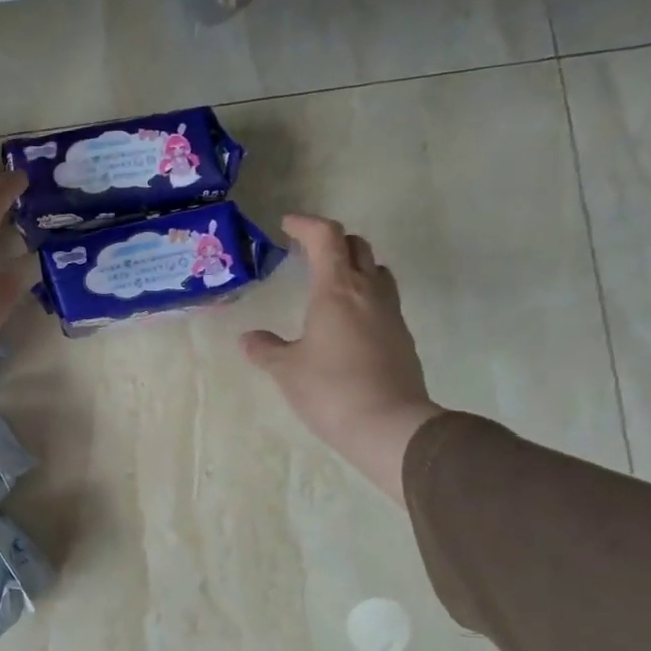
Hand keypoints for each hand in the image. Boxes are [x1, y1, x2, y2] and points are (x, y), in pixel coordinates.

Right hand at [241, 215, 443, 501]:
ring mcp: (390, 314)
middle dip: (331, 242)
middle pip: (357, 246)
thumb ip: (265, 349)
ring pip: (376, 271)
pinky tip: (347, 323)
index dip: (306, 224)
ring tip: (330, 285)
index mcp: (337, 289)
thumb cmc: (331, 390)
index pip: (326, 237)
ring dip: (354, 267)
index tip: (287, 225)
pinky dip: (364, 297)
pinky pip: (383, 301)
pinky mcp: (402, 337)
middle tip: (307, 254)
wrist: (390, 426)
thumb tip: (248, 339)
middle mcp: (368, 292)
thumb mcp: (286, 370)